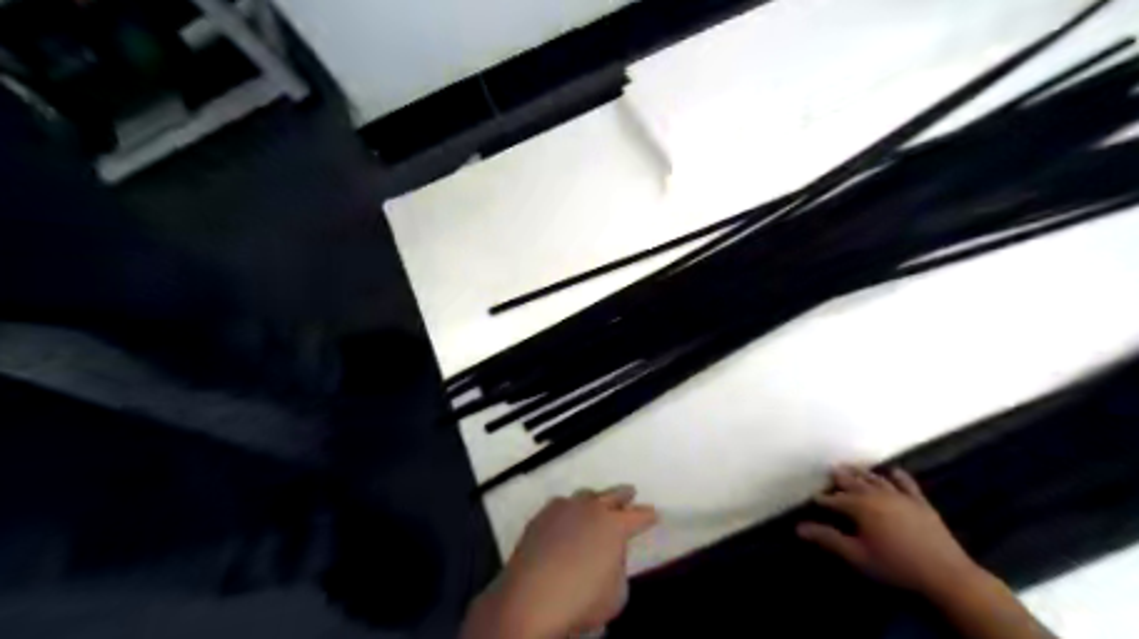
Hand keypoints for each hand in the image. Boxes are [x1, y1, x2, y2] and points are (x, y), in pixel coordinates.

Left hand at [461, 488, 658, 637]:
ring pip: (585, 494)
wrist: (530, 599)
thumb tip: (610, 554)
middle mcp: (592, 509)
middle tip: (631, 493)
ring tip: (597, 504)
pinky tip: (567, 517)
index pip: (639, 516)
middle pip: (613, 494)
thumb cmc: (581, 601)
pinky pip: (561, 505)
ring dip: (595, 499)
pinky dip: (569, 509)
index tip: (654, 515)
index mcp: (615, 525)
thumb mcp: (617, 593)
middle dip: (624, 495)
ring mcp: (564, 509)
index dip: (648, 516)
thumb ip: (618, 566)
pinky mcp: (541, 516)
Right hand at [793, 464, 982, 599]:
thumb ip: (828, 539)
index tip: (814, 499)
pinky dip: (898, 476)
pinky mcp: (921, 503)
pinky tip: (893, 471)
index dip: (823, 499)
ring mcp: (901, 497)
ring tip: (852, 466)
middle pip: (854, 482)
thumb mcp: (856, 555)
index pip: (835, 500)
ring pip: (876, 479)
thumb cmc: (895, 566)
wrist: (946, 574)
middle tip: (831, 469)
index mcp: (860, 507)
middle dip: (841, 477)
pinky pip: (907, 484)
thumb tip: (799, 528)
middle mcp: (878, 495)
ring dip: (862, 472)